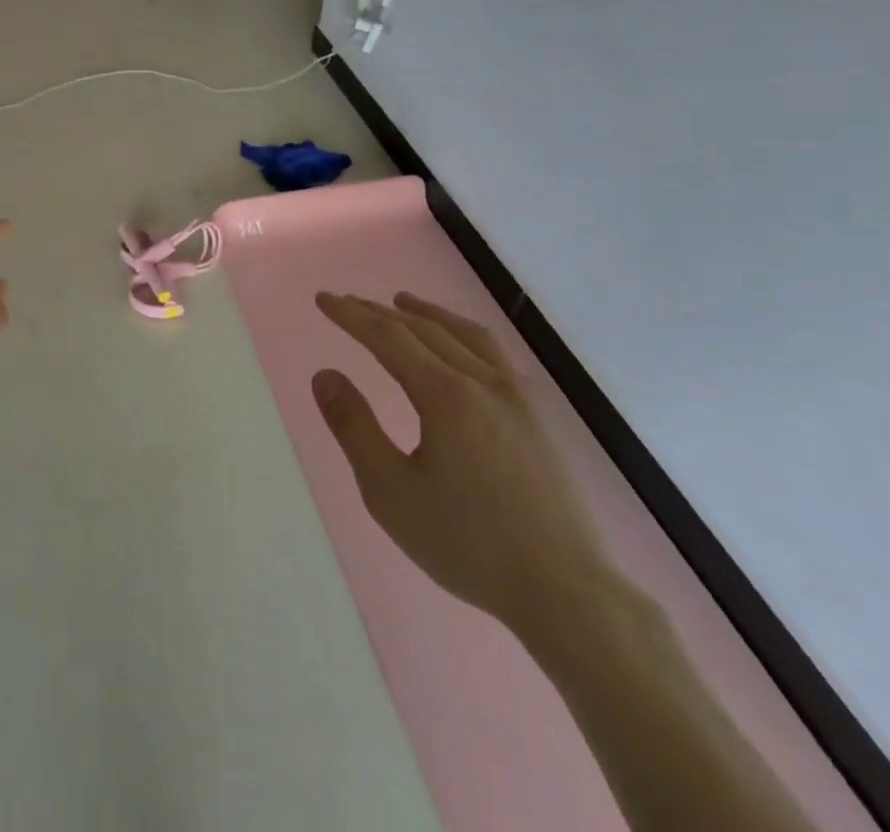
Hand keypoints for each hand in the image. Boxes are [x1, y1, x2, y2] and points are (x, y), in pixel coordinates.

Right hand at [312, 292, 613, 638]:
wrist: (566, 591)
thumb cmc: (468, 544)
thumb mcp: (390, 492)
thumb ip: (354, 428)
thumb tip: (325, 375)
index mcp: (445, 395)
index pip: (387, 337)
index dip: (351, 315)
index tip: (323, 299)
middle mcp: (482, 381)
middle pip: (423, 329)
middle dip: (379, 312)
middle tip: (347, 301)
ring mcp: (516, 396)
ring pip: (464, 335)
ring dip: (426, 313)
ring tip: (402, 302)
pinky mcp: (536, 417)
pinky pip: (493, 354)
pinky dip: (463, 334)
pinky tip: (459, 347)